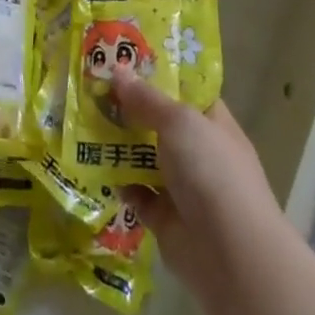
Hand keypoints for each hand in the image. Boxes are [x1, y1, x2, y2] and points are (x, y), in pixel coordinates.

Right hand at [111, 68, 290, 300]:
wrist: (231, 255)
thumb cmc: (211, 172)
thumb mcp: (179, 121)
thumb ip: (146, 98)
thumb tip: (118, 72)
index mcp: (213, 123)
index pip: (186, 90)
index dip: (158, 74)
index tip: (125, 59)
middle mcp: (200, 152)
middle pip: (160, 123)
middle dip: (129, 108)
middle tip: (92, 87)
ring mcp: (184, 187)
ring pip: (145, 158)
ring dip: (119, 145)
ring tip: (83, 121)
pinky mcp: (166, 219)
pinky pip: (137, 194)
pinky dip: (118, 183)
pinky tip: (93, 166)